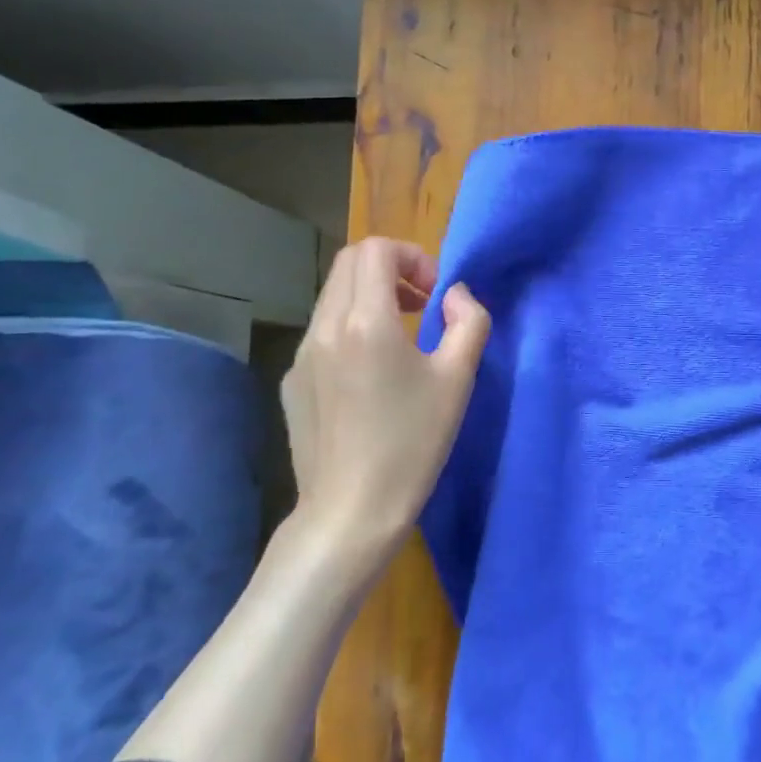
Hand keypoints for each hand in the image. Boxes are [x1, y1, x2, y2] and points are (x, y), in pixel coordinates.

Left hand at [279, 237, 490, 564]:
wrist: (351, 512)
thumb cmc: (412, 443)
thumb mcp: (458, 379)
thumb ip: (468, 321)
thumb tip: (455, 295)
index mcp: (365, 321)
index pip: (375, 249)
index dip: (412, 256)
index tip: (435, 294)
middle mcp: (324, 327)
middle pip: (350, 263)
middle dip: (391, 269)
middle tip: (422, 305)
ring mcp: (301, 355)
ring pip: (333, 296)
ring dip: (370, 297)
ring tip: (401, 338)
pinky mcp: (292, 382)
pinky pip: (322, 332)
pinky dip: (350, 328)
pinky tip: (372, 376)